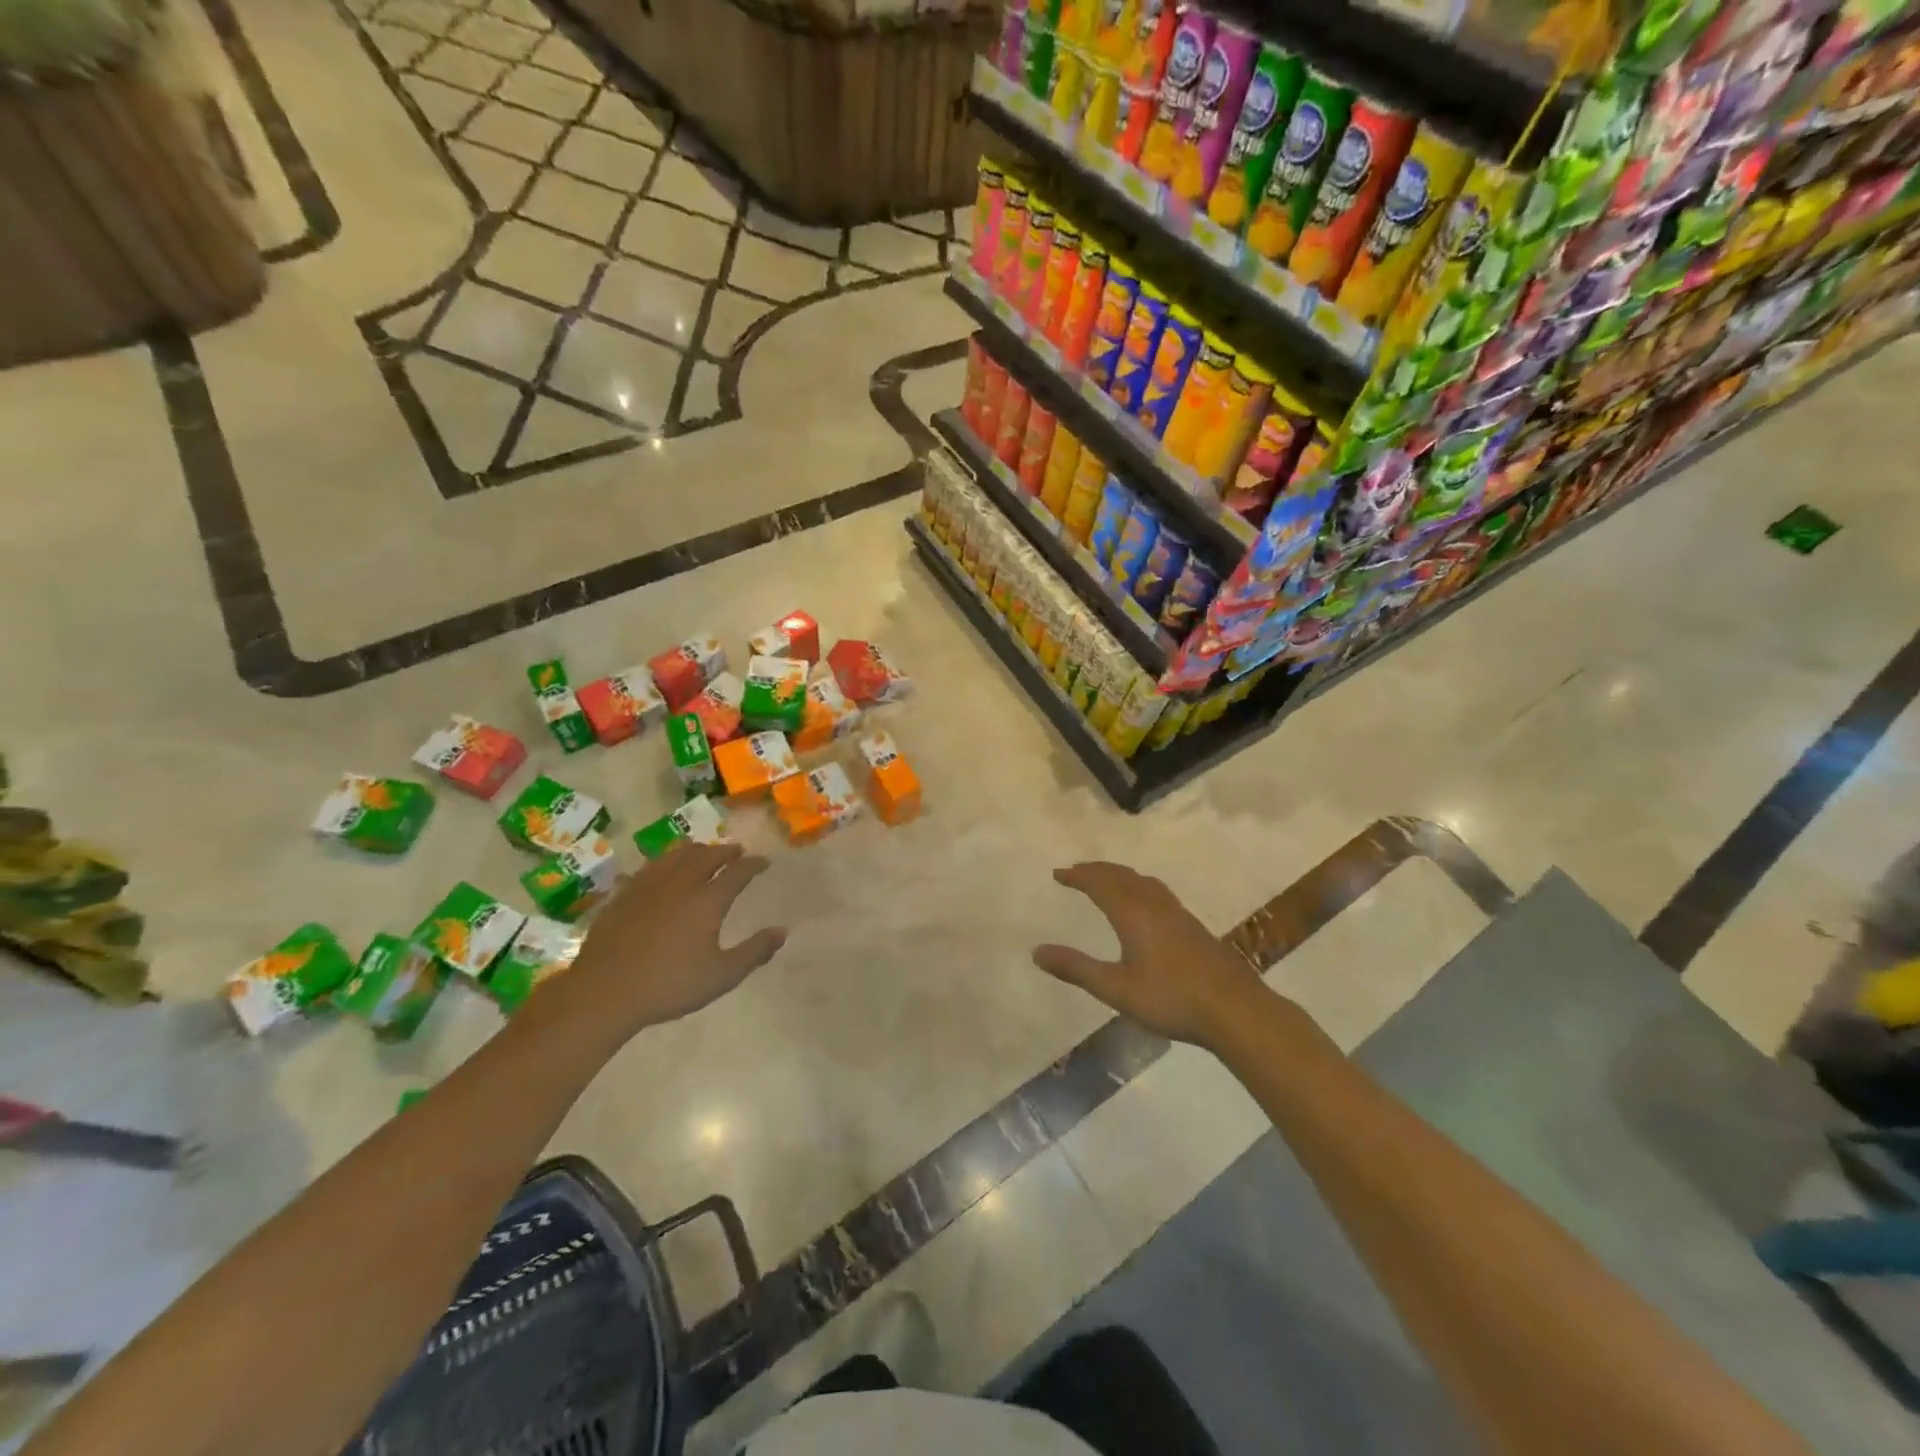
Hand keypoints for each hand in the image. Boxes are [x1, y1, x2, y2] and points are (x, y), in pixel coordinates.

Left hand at [549, 842, 786, 1038]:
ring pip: (676, 854)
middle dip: (726, 851)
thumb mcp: (721, 976)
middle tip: (736, 852)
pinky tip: (663, 870)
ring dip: (696, 850)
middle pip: (707, 855)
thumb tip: (782, 931)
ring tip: (703, 852)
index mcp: (707, 900)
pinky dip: (666, 861)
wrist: (604, 992)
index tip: (763, 862)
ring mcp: (648, 886)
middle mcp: (681, 883)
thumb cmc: (669, 985)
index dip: (753, 864)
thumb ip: (754, 952)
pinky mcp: (624, 894)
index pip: (737, 871)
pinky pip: (650, 866)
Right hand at [1034, 862, 1266, 1048]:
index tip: (1058, 873)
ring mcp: (1178, 914)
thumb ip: (1076, 969)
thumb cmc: (1171, 998)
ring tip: (1108, 880)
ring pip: (1143, 882)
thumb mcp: (1116, 988)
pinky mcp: (1194, 927)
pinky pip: (1158, 892)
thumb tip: (1036, 952)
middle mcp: (1155, 905)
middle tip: (1077, 871)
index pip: (1100, 883)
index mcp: (1133, 914)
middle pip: (1122, 876)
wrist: (1235, 1009)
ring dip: (1120, 876)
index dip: (1078, 876)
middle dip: (1097, 870)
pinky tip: (1147, 905)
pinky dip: (1139, 886)